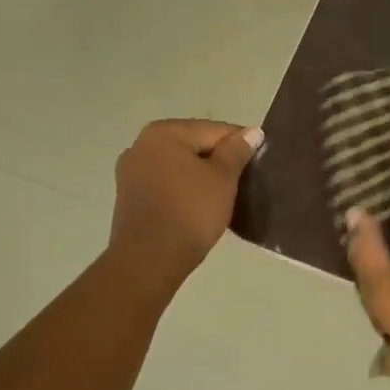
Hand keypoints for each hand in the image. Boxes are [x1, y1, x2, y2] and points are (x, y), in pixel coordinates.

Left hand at [109, 119, 262, 291]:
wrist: (150, 259)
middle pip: (194, 145)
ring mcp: (132, 171)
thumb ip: (237, 151)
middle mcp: (142, 144)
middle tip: (244, 183)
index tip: (259, 165)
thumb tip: (253, 132)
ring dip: (201, 177)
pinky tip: (200, 207)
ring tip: (224, 197)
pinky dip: (185, 190)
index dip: (241, 145)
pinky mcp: (130, 196)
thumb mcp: (223, 178)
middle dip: (219, 161)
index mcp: (165, 132)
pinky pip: (166, 184)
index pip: (215, 130)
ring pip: (179, 166)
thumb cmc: (191, 212)